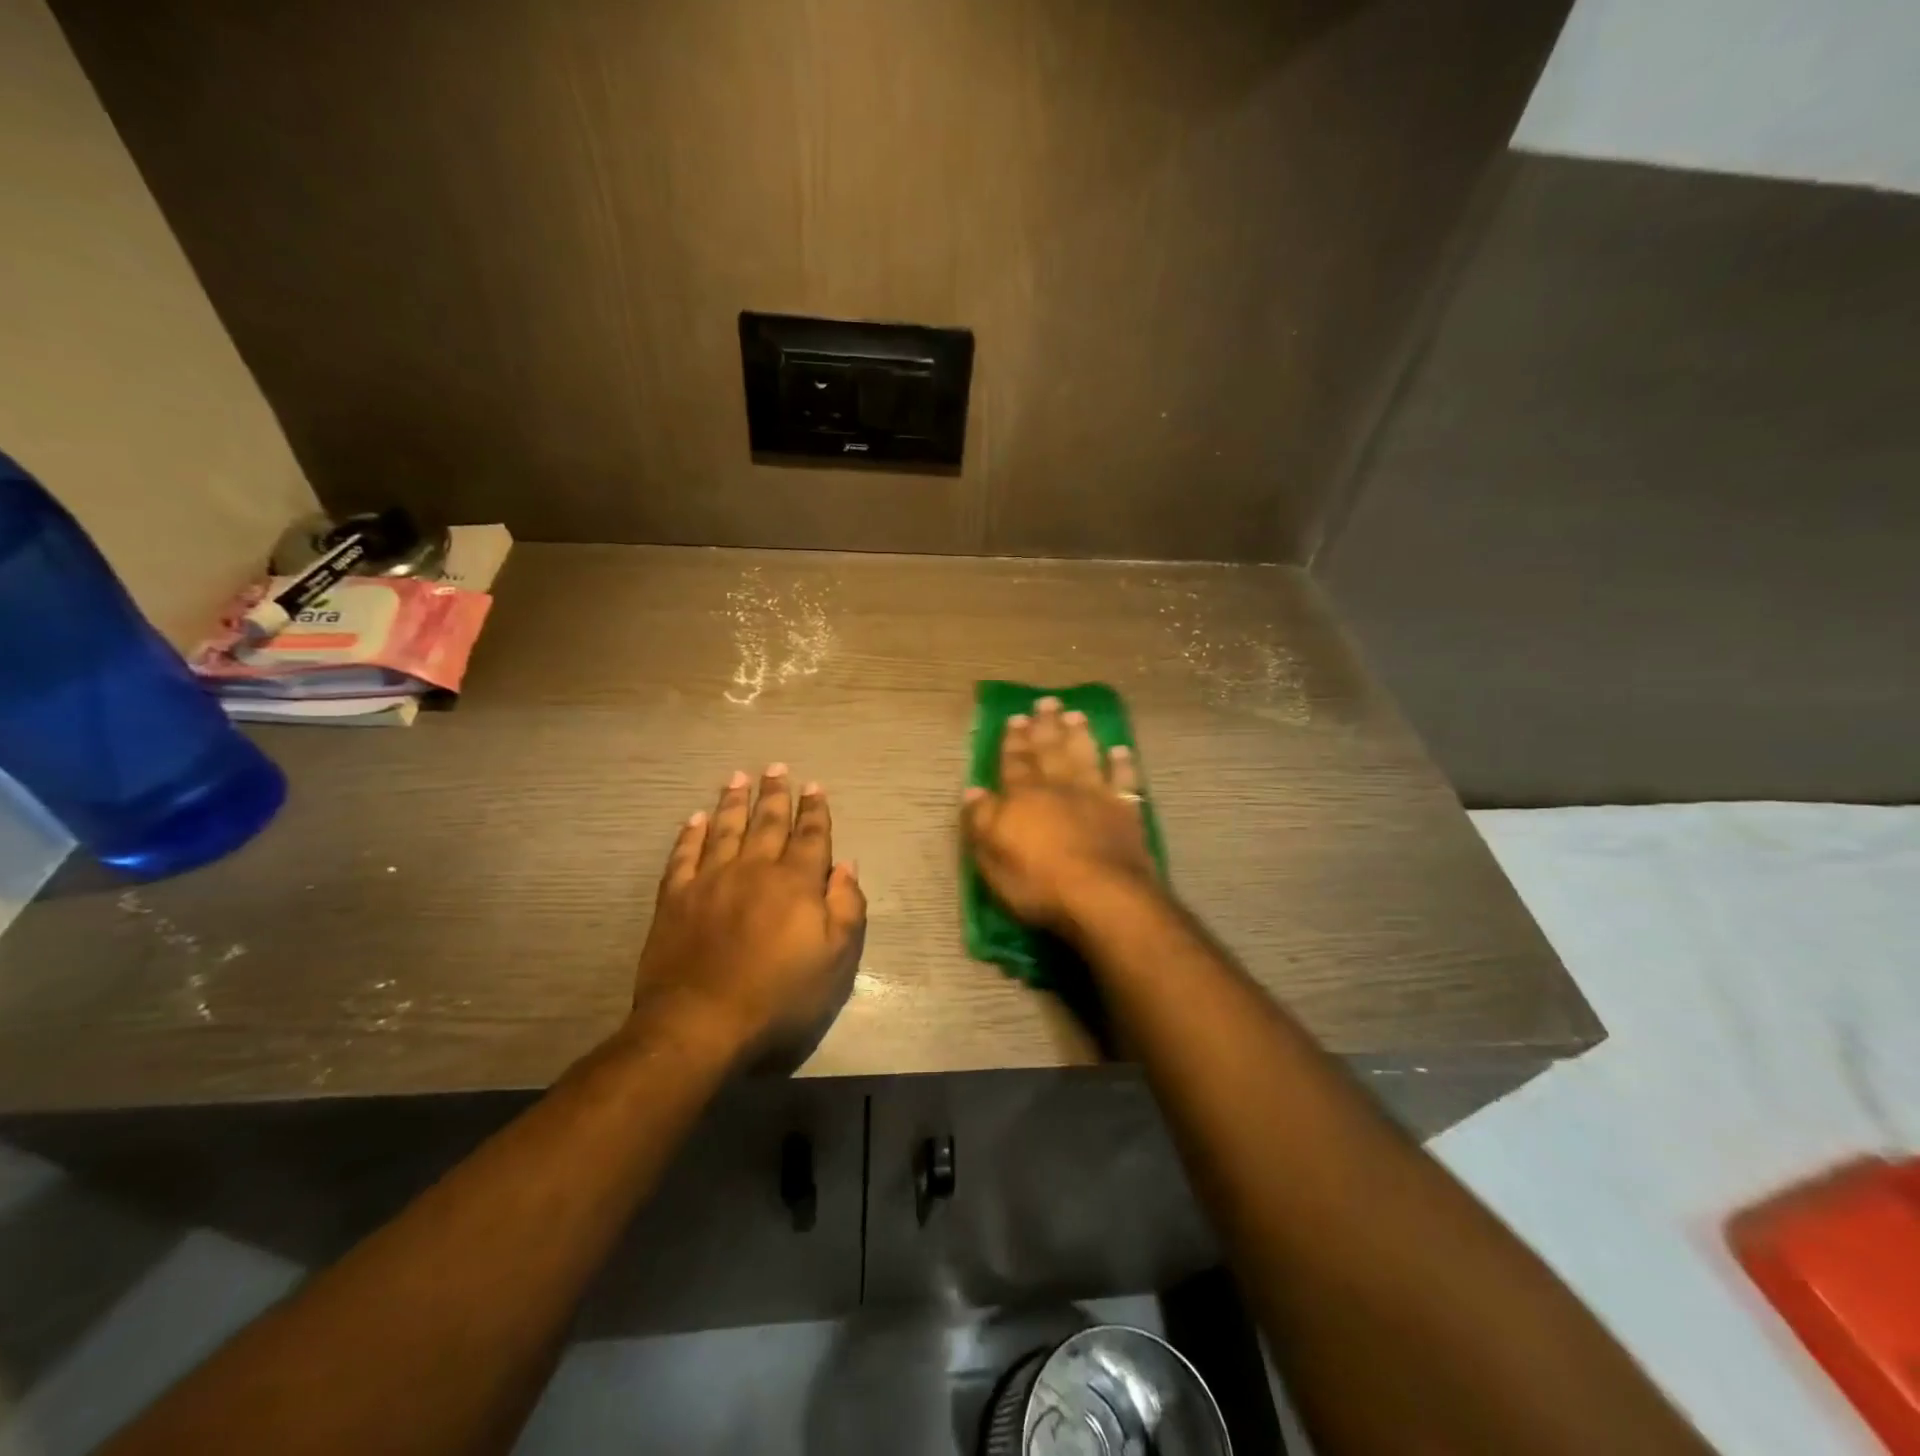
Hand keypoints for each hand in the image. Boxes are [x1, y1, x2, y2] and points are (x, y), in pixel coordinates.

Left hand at [632, 765, 865, 1067]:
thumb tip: (846, 866)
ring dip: (734, 802)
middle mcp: (754, 869)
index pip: (810, 836)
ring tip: (739, 777)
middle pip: (768, 823)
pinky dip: (691, 835)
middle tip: (776, 767)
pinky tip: (696, 819)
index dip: (815, 811)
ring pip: (726, 829)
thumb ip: (846, 908)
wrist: (701, 1022)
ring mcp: (711, 880)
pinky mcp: (676, 898)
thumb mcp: (835, 960)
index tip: (815, 786)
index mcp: (796, 883)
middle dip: (775, 794)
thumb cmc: (779, 995)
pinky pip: (684, 855)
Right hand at [961, 696, 1161, 934]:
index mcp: (1023, 797)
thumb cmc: (1038, 882)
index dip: (1014, 741)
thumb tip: (973, 791)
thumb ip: (982, 821)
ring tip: (1077, 715)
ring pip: (1085, 756)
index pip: (1015, 762)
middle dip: (1046, 726)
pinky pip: (1124, 780)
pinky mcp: (1125, 812)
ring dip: (1080, 735)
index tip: (1015, 717)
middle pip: (1050, 751)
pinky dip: (1123, 764)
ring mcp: (1096, 796)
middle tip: (1046, 702)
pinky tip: (1121, 750)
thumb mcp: (992, 857)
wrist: (1101, 895)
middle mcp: (1059, 788)